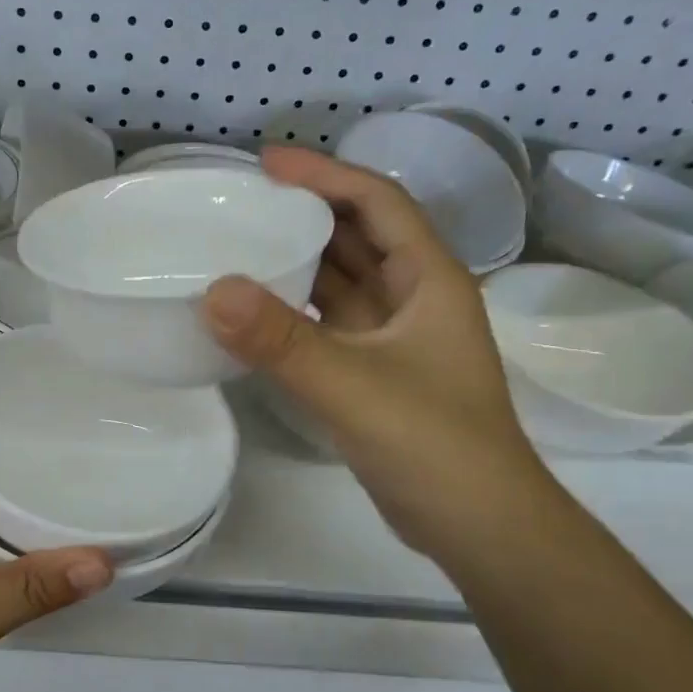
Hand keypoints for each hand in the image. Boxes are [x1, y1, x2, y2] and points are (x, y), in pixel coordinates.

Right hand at [203, 147, 549, 553]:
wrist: (479, 527)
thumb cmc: (434, 446)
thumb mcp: (354, 387)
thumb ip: (283, 342)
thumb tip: (213, 291)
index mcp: (430, 280)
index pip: (378, 203)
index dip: (326, 175)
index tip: (266, 164)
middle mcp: (416, 298)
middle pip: (360, 235)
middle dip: (307, 211)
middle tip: (243, 202)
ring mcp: (397, 338)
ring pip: (345, 281)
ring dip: (300, 260)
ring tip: (240, 245)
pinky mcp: (377, 372)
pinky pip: (331, 323)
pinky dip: (297, 310)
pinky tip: (256, 313)